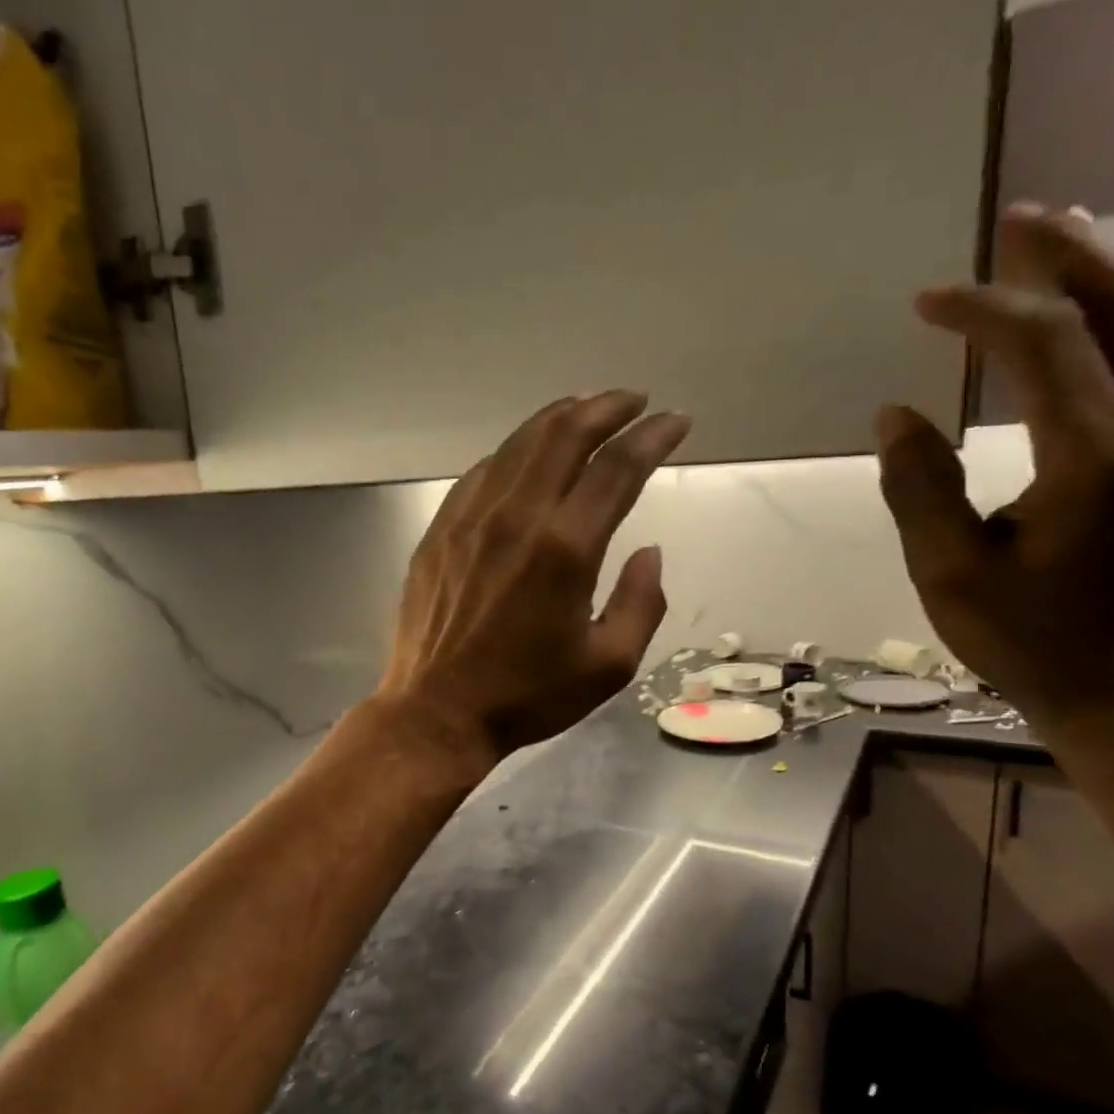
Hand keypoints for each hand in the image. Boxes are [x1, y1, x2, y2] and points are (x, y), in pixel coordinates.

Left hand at [376, 391, 690, 760]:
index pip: (617, 468)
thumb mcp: (609, 665)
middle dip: (606, 407)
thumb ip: (642, 602)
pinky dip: (513, 452)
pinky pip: (481, 473)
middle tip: (633, 401)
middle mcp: (516, 518)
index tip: (676, 422)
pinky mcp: (440, 531)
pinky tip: (525, 456)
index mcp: (565, 549)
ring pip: (519, 444)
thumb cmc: (528, 696)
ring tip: (586, 410)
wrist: (437, 712)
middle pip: (565, 435)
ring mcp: (470, 519)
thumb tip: (649, 552)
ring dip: (559, 418)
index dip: (652, 436)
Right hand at [876, 204, 1113, 725]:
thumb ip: (920, 488)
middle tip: (1016, 218)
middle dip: (1070, 254)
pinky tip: (1079, 314)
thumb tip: (896, 413)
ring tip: (1052, 241)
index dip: (983, 310)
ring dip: (1105, 273)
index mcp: (1093, 456)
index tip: (923, 302)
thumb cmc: (1024, 637)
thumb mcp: (948, 572)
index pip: (1044, 344)